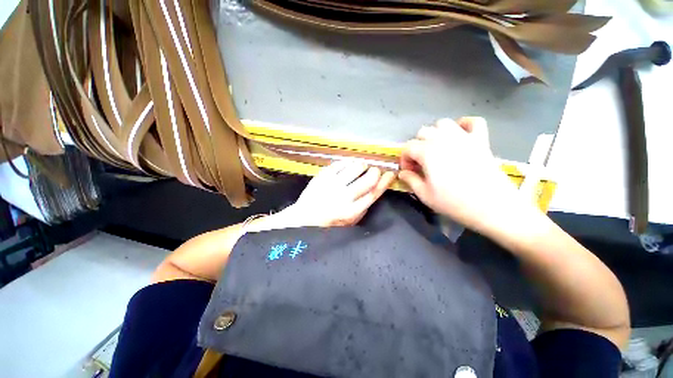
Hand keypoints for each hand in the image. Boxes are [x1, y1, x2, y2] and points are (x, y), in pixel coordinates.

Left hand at [284, 160, 395, 226]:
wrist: (305, 218)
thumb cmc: (330, 222)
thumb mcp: (350, 221)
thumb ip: (364, 207)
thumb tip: (375, 188)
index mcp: (352, 211)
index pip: (374, 193)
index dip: (385, 181)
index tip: (390, 174)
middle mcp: (343, 197)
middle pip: (368, 179)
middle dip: (375, 171)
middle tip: (374, 171)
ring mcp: (332, 185)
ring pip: (355, 167)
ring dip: (361, 165)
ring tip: (359, 168)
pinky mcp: (322, 176)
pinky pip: (340, 163)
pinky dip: (347, 163)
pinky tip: (347, 167)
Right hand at [399, 117, 528, 233]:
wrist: (493, 208)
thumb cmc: (454, 203)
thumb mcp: (425, 195)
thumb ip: (410, 180)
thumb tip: (402, 173)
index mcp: (428, 152)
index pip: (408, 147)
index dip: (404, 159)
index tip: (409, 172)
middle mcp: (444, 139)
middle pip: (423, 132)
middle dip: (417, 147)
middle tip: (421, 163)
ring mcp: (464, 137)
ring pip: (443, 124)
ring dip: (436, 134)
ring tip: (437, 149)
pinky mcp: (481, 140)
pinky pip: (473, 122)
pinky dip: (464, 124)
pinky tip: (460, 135)